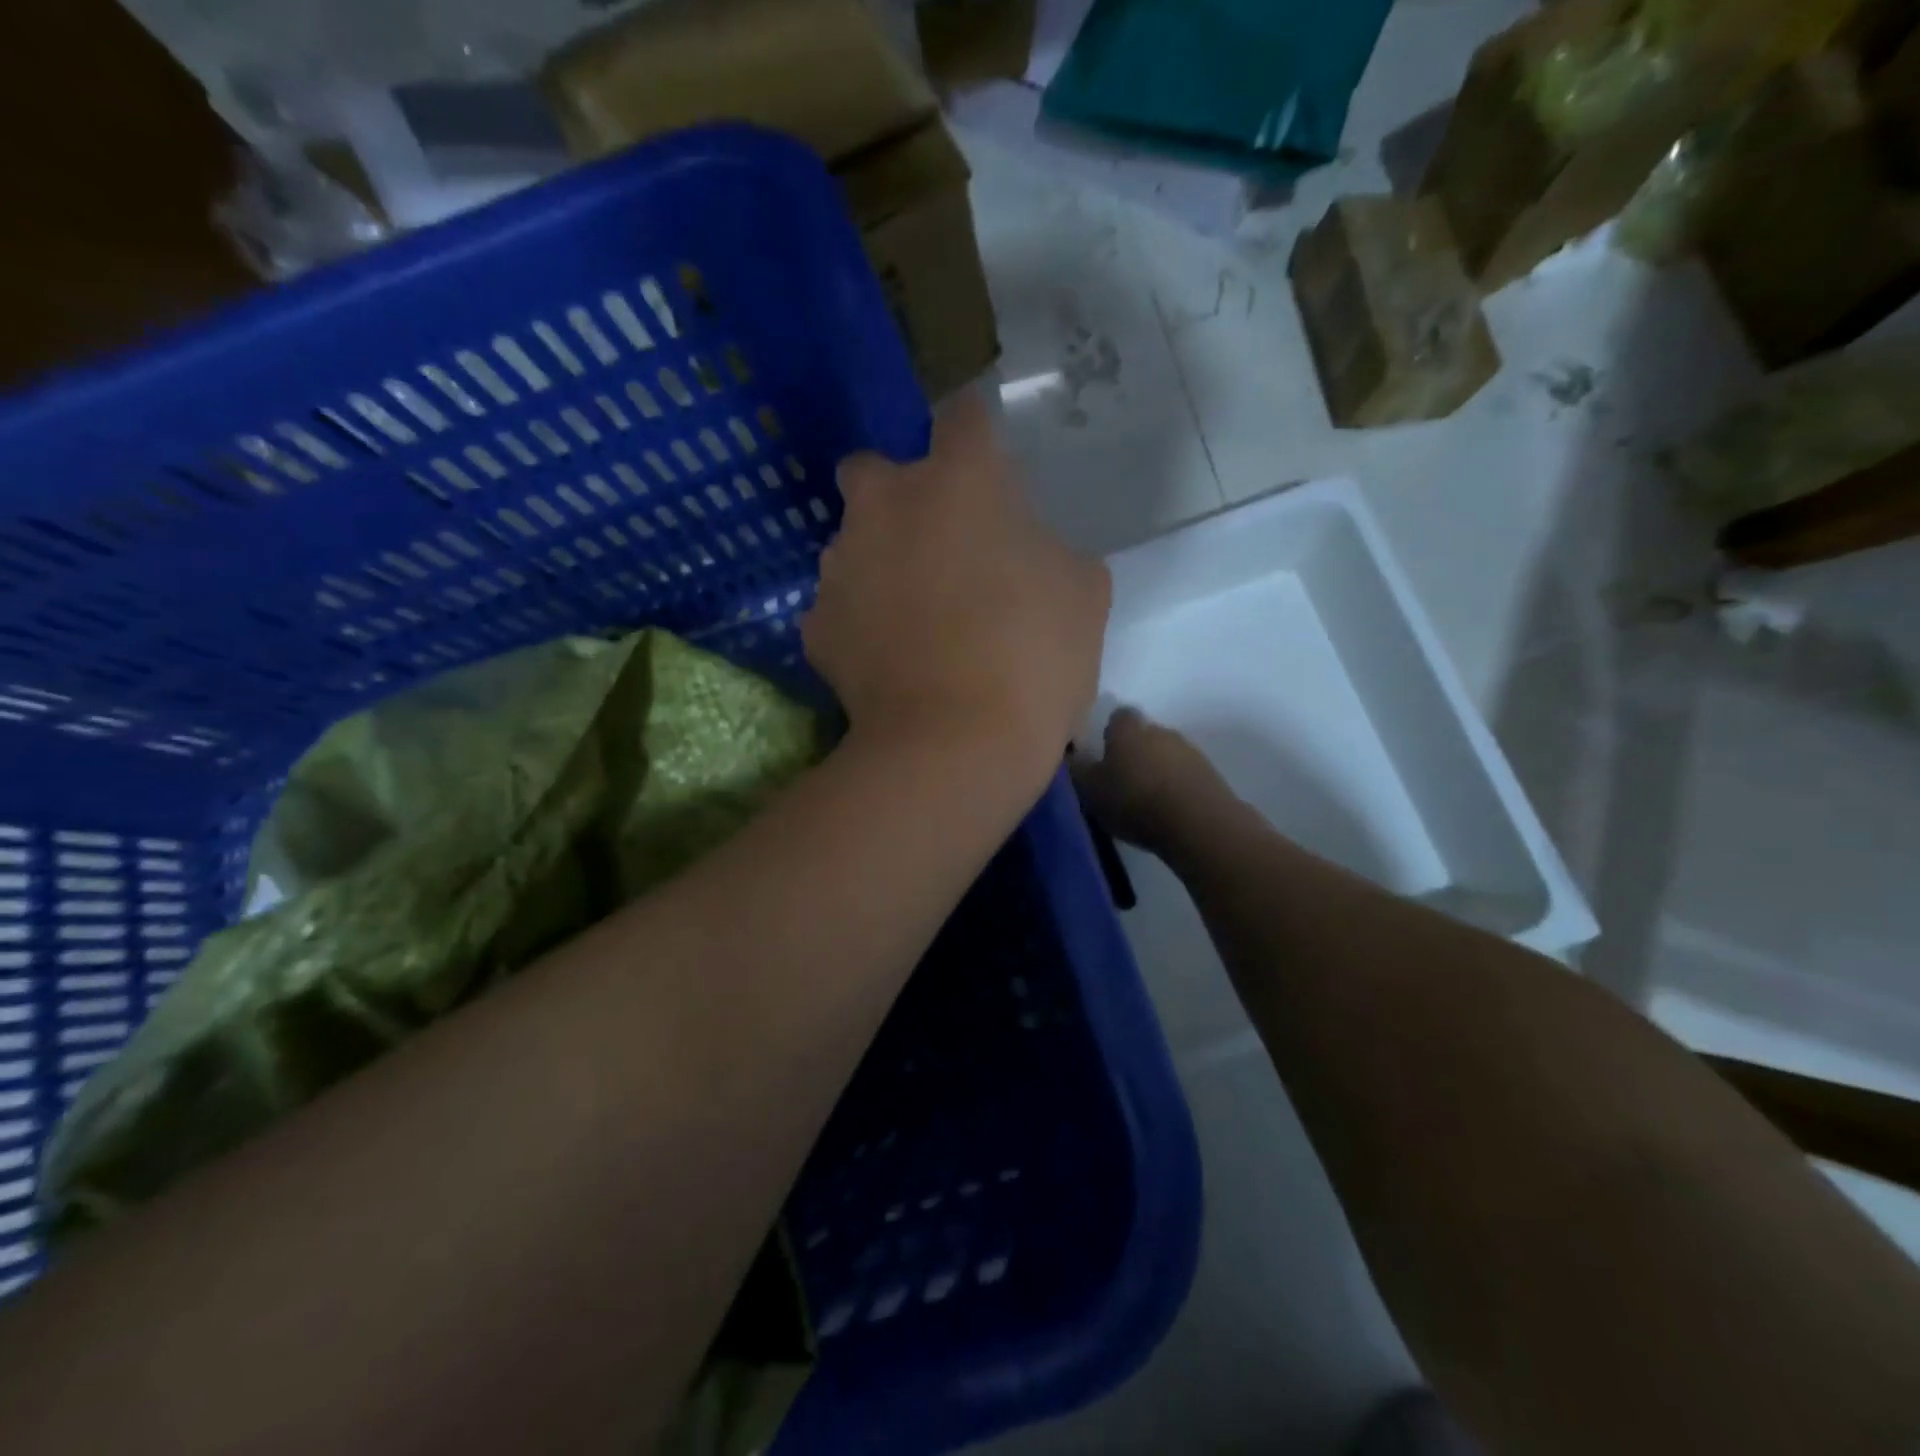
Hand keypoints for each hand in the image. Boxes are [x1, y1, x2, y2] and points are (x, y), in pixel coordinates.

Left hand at [804, 392, 1109, 790]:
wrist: (955, 746)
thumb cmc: (1033, 657)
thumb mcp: (1082, 592)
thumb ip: (1050, 549)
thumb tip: (1025, 554)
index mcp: (959, 480)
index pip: (963, 415)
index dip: (977, 434)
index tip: (988, 466)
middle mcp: (885, 504)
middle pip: (872, 468)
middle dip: (897, 494)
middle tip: (933, 544)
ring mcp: (840, 565)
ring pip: (851, 544)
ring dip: (877, 564)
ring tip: (912, 622)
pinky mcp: (816, 626)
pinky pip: (837, 610)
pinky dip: (858, 625)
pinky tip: (887, 662)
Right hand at [1072, 708, 1238, 857]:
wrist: (1197, 824)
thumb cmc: (1135, 801)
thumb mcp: (1091, 790)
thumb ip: (1079, 769)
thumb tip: (1073, 754)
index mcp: (1128, 729)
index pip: (1118, 716)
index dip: (1110, 733)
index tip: (1103, 753)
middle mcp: (1160, 730)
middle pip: (1144, 735)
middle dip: (1134, 752)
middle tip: (1121, 780)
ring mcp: (1189, 750)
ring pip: (1166, 754)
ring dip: (1157, 769)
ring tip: (1146, 799)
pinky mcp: (1210, 773)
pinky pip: (1184, 774)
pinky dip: (1176, 785)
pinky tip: (1168, 808)